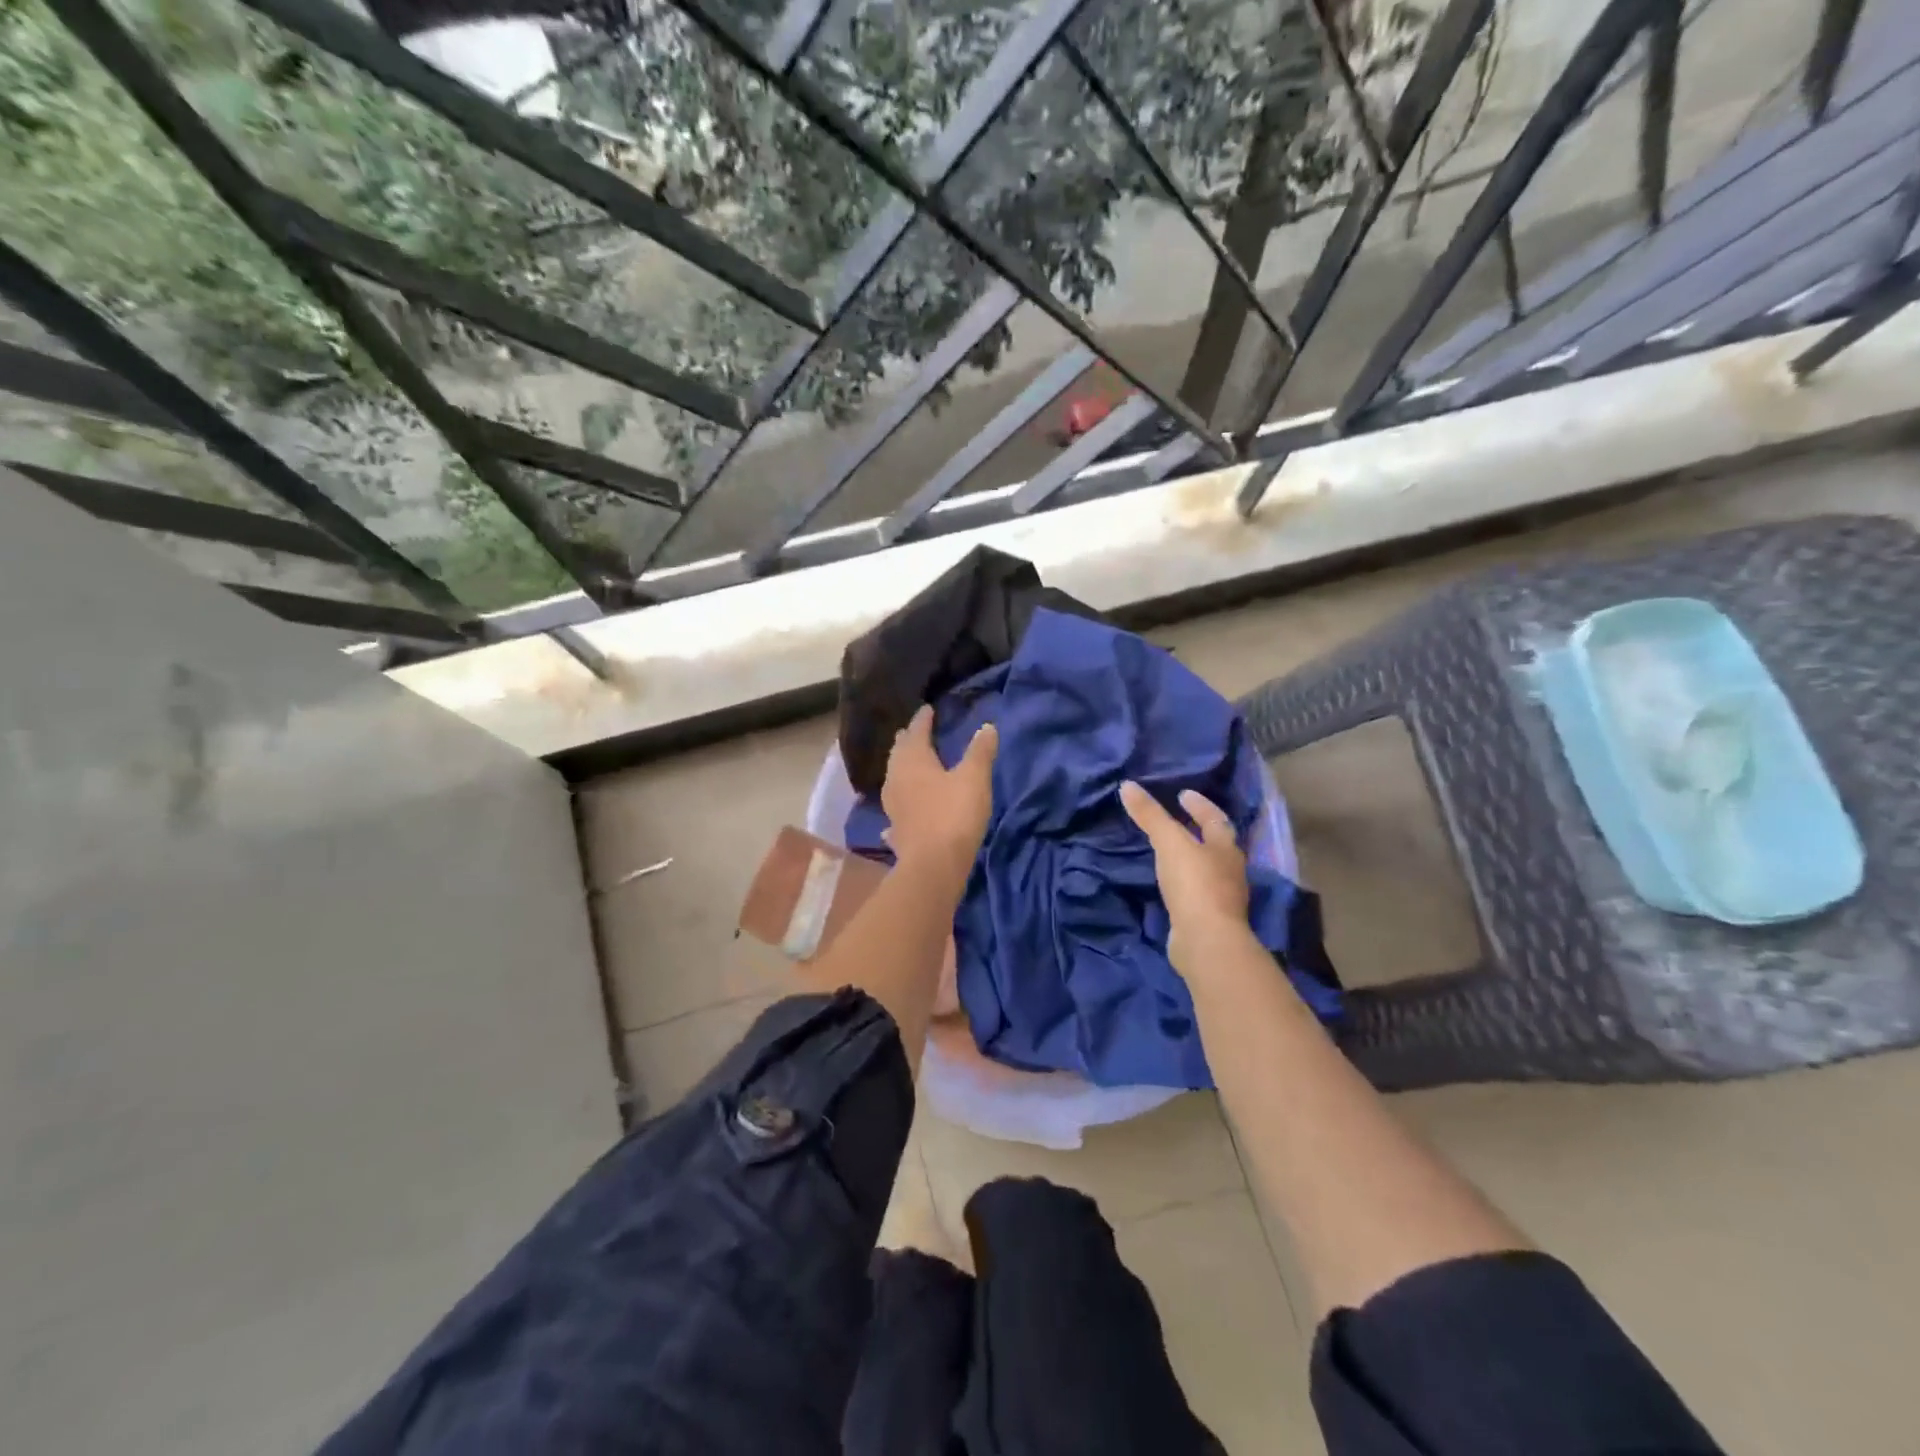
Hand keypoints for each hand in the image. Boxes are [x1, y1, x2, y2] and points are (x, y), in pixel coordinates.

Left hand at [882, 706, 997, 871]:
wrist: (933, 865)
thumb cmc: (954, 814)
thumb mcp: (974, 778)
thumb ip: (980, 751)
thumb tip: (987, 726)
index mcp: (914, 760)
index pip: (917, 731)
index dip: (923, 719)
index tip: (927, 709)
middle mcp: (896, 778)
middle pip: (900, 753)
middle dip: (908, 741)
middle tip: (915, 731)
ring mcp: (892, 806)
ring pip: (894, 779)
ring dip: (901, 768)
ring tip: (909, 764)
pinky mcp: (896, 829)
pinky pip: (895, 810)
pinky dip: (899, 803)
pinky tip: (897, 811)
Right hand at [1120, 782, 1252, 975]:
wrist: (1206, 941)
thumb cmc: (1194, 884)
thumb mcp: (1169, 842)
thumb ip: (1150, 815)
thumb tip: (1127, 785)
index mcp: (1226, 848)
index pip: (1215, 819)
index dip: (1199, 805)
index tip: (1183, 794)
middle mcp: (1230, 871)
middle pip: (1216, 844)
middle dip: (1199, 830)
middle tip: (1178, 819)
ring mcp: (1222, 898)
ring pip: (1208, 870)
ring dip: (1192, 858)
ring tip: (1170, 850)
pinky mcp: (1209, 919)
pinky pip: (1196, 893)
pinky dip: (1184, 883)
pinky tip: (1169, 883)